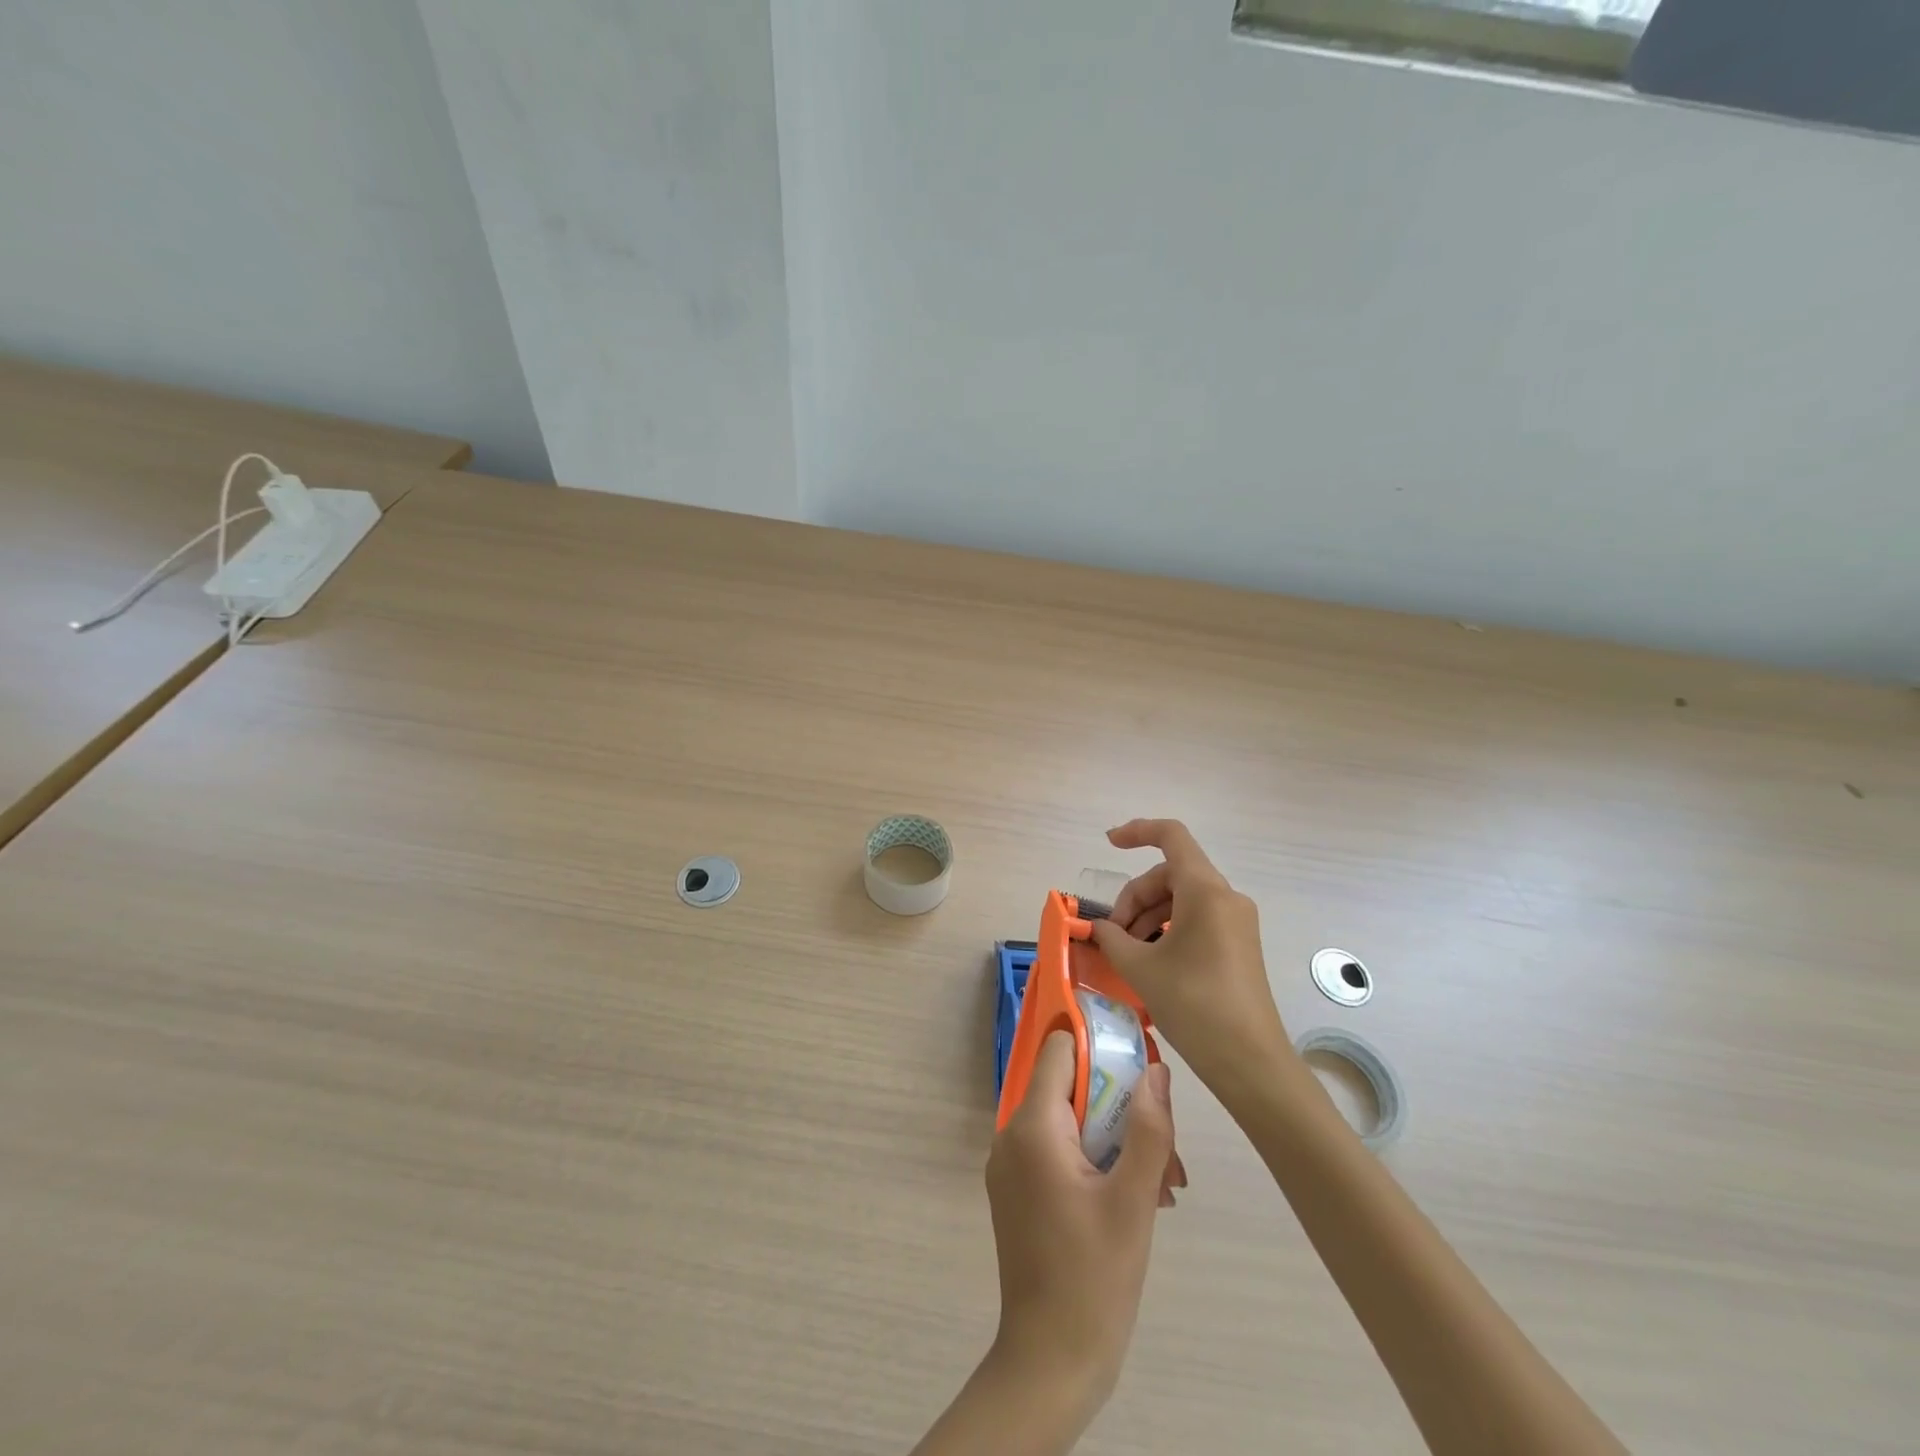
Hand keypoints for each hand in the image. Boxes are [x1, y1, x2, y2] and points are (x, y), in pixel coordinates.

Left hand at [985, 1030, 1181, 1411]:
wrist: (1050, 1361)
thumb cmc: (1094, 1278)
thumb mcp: (1134, 1201)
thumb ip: (1148, 1128)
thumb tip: (1156, 1069)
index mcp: (1033, 1127)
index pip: (1061, 1050)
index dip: (1100, 1049)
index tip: (1140, 1068)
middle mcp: (1012, 1135)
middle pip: (1069, 1088)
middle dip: (1120, 1108)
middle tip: (1166, 1152)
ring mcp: (1010, 1165)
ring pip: (1068, 1123)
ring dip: (1115, 1141)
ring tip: (1161, 1185)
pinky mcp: (1017, 1191)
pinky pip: (1057, 1151)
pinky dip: (1094, 1161)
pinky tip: (1134, 1199)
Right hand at [1089, 819, 1293, 1096]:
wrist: (1251, 1063)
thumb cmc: (1195, 1006)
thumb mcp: (1141, 968)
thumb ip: (1112, 938)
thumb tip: (1100, 927)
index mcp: (1205, 892)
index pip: (1171, 837)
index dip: (1137, 831)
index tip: (1108, 843)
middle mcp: (1226, 897)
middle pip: (1170, 874)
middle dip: (1135, 897)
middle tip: (1112, 935)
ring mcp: (1236, 921)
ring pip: (1181, 898)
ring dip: (1148, 916)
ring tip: (1128, 953)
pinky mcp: (1239, 944)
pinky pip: (1196, 918)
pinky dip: (1168, 928)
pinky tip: (1151, 960)